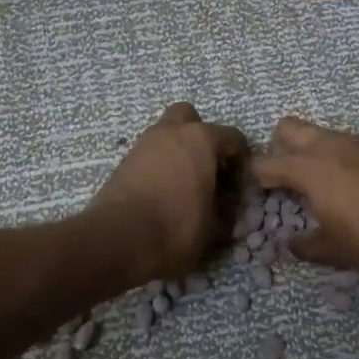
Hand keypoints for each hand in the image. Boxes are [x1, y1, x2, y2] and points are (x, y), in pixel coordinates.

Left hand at [90, 103, 246, 281]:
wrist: (116, 240)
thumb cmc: (175, 227)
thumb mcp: (213, 228)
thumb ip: (225, 212)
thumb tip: (227, 210)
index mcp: (201, 139)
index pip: (232, 137)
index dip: (242, 160)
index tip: (241, 184)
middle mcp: (171, 132)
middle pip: (190, 118)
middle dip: (201, 137)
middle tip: (207, 168)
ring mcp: (143, 144)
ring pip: (165, 135)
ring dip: (177, 151)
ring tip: (184, 185)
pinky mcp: (123, 163)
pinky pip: (148, 155)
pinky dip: (158, 166)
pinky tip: (162, 193)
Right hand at [250, 118, 358, 279]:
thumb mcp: (336, 252)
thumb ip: (307, 246)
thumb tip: (290, 245)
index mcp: (309, 169)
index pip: (265, 162)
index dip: (255, 177)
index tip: (256, 194)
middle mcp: (327, 146)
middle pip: (286, 128)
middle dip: (277, 148)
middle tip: (283, 181)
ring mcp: (353, 142)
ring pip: (316, 132)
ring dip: (306, 150)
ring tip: (313, 186)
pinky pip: (339, 141)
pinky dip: (330, 155)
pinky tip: (343, 185)